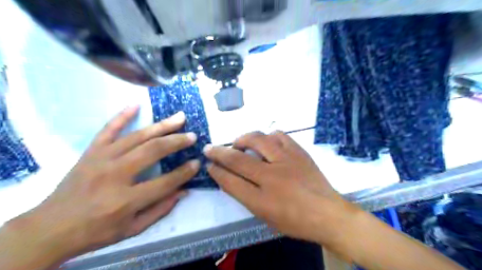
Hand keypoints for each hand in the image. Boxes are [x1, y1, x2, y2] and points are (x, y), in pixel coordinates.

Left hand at [1, 105, 199, 267]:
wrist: (50, 228)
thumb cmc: (96, 231)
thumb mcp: (133, 229)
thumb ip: (161, 209)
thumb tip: (184, 191)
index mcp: (126, 199)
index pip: (165, 181)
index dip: (184, 172)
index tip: (197, 162)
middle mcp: (115, 175)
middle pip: (153, 151)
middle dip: (176, 141)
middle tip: (192, 136)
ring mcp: (101, 159)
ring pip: (137, 137)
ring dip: (161, 126)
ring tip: (179, 118)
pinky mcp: (91, 152)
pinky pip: (108, 129)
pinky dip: (122, 116)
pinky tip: (136, 105)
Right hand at [203, 131, 356, 245]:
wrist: (328, 213)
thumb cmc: (295, 221)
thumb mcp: (265, 216)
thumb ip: (246, 197)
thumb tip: (229, 178)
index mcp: (262, 200)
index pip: (230, 181)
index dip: (216, 172)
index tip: (209, 164)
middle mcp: (272, 177)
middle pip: (238, 159)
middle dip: (219, 152)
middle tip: (210, 148)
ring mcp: (287, 161)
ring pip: (258, 139)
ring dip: (243, 139)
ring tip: (239, 143)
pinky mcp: (299, 152)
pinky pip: (279, 135)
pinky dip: (268, 136)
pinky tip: (266, 141)